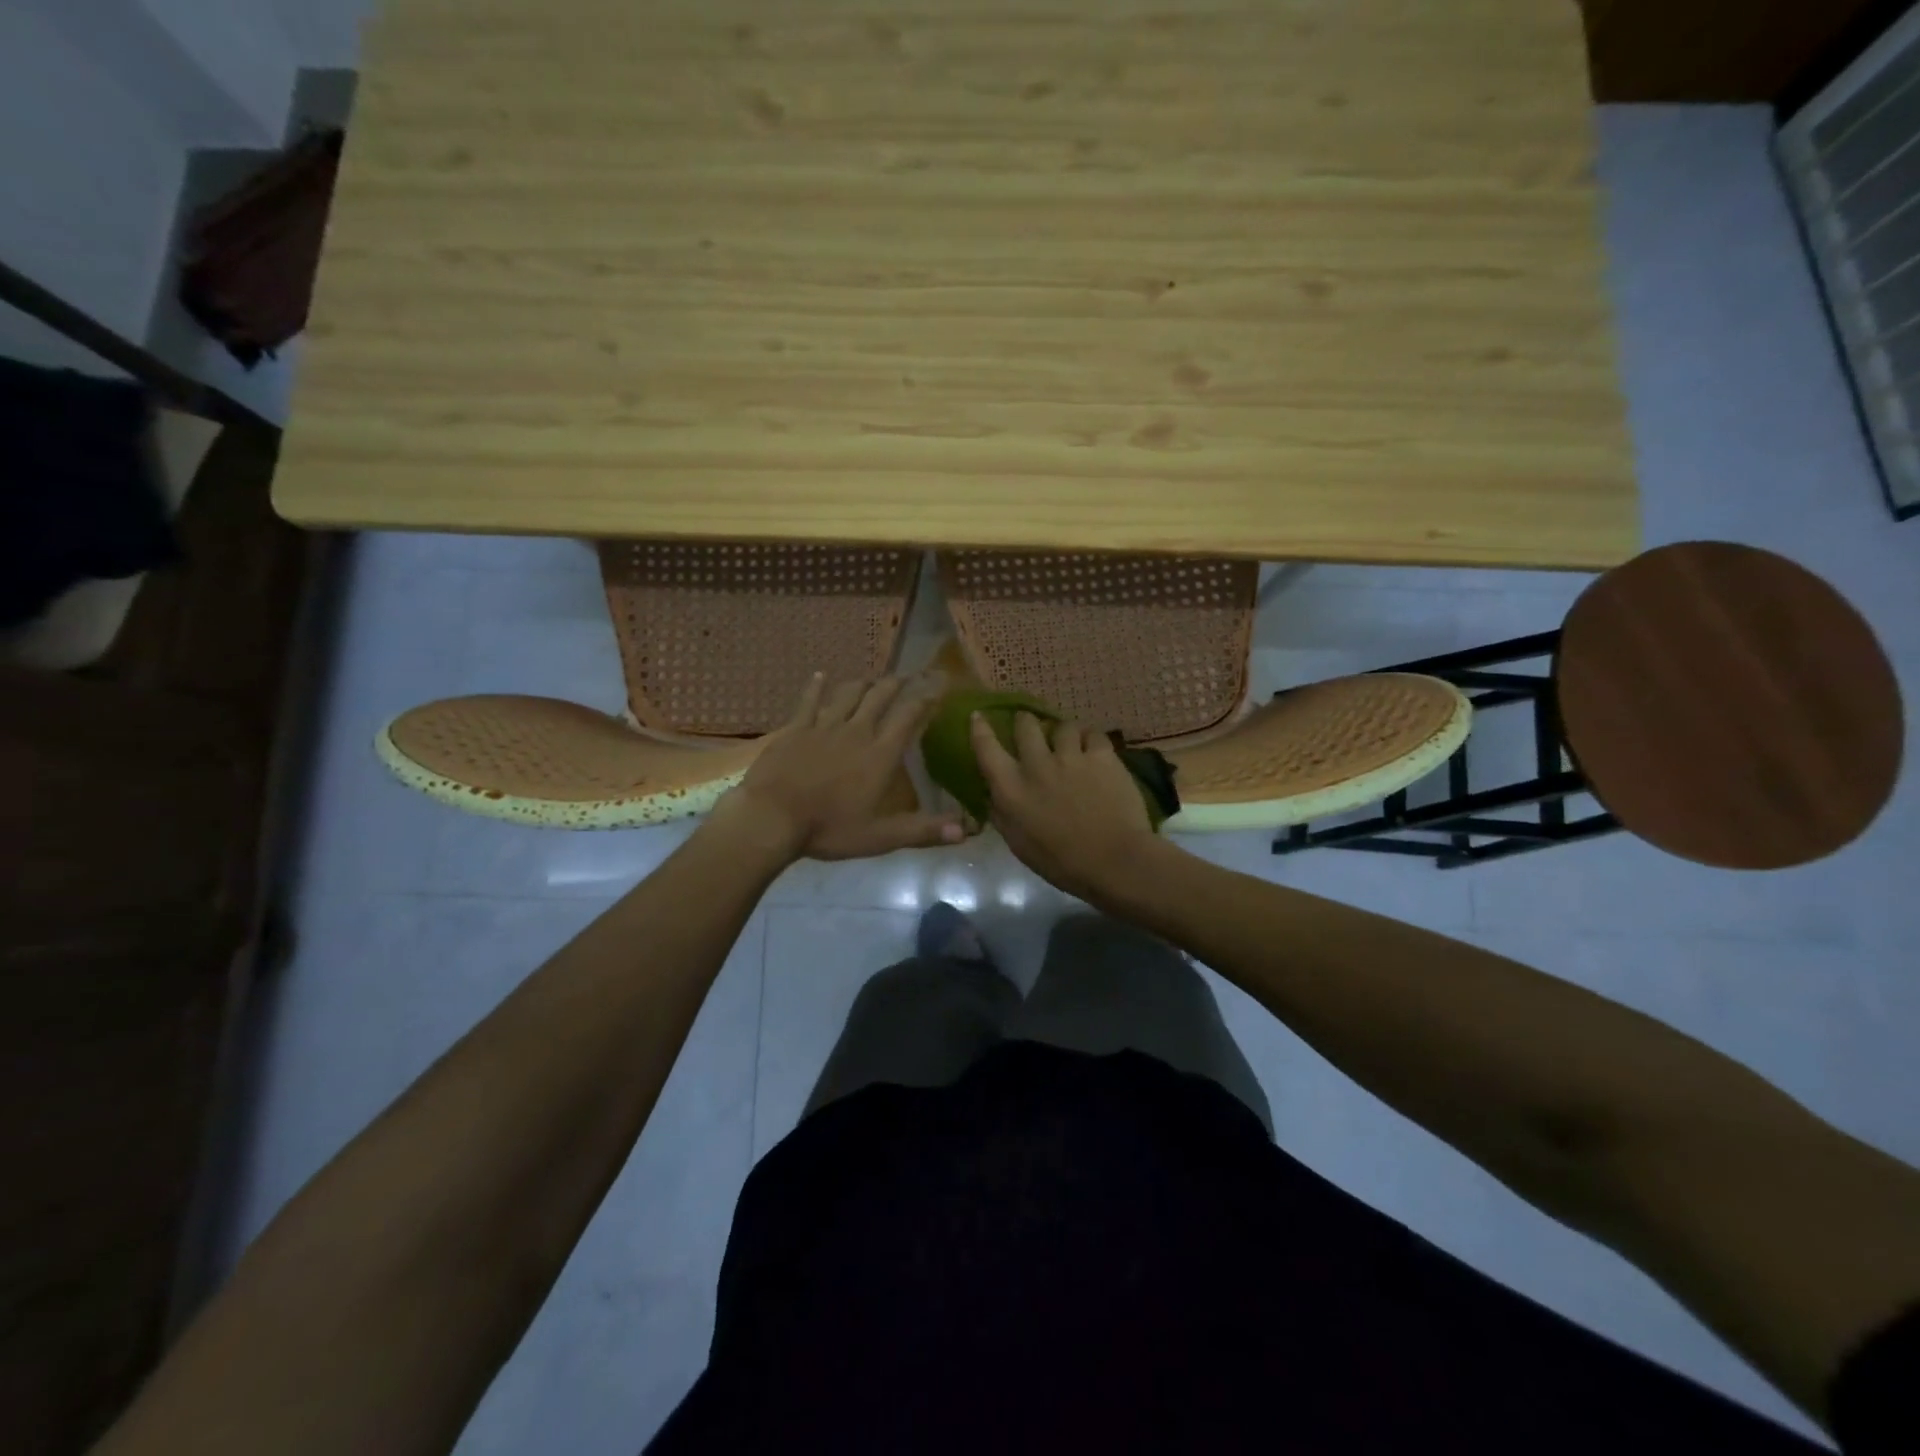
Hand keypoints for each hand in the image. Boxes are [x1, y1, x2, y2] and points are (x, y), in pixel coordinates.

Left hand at [713, 674, 964, 862]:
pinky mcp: (796, 728)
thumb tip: (966, 831)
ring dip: (863, 683)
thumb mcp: (881, 836)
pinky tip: (820, 676)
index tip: (937, 686)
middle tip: (905, 677)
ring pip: (849, 693)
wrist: (772, 817)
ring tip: (871, 679)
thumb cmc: (829, 828)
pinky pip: (809, 700)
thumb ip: (924, 830)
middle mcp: (857, 730)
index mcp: (881, 753)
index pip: (909, 716)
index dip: (925, 698)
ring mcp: (824, 726)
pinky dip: (817, 686)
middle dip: (895, 684)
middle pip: (880, 696)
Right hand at [970, 711, 1166, 902]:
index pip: (986, 748)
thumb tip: (992, 794)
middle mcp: (1036, 765)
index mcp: (1011, 789)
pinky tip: (1095, 751)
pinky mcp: (1102, 755)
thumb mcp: (1019, 844)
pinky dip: (1091, 741)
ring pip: (1062, 726)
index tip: (978, 716)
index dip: (980, 729)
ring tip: (1069, 742)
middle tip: (1030, 727)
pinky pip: (1093, 735)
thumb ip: (1002, 814)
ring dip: (1062, 733)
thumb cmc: (1061, 862)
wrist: (1114, 861)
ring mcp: (1071, 756)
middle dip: (1025, 722)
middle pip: (1025, 725)